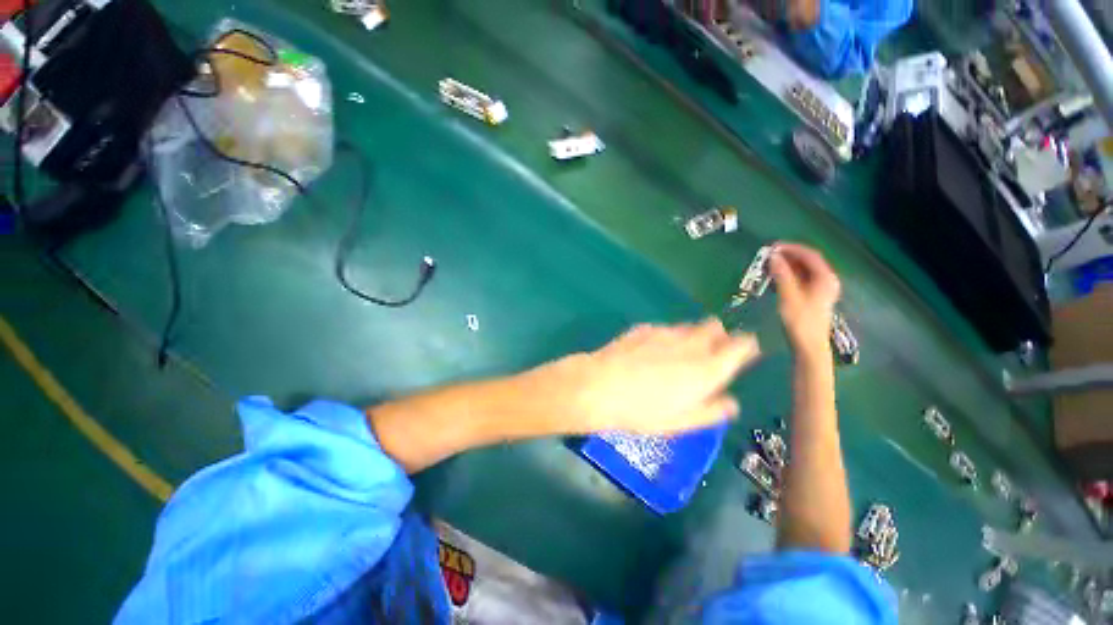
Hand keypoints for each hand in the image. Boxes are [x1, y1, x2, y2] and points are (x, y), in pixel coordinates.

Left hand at [567, 319, 759, 434]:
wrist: (600, 386)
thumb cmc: (642, 411)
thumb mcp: (681, 422)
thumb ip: (711, 411)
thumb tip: (731, 402)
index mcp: (707, 369)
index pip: (742, 345)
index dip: (746, 346)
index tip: (743, 352)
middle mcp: (691, 344)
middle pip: (716, 327)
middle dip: (719, 336)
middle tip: (709, 353)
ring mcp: (666, 332)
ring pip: (690, 326)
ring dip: (692, 336)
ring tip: (678, 354)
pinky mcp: (644, 328)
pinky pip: (664, 328)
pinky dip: (666, 337)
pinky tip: (651, 351)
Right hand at [768, 243, 840, 356]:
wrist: (809, 346)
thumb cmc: (801, 322)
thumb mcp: (789, 297)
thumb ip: (782, 275)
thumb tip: (773, 257)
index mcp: (825, 278)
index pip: (810, 255)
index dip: (792, 248)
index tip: (773, 247)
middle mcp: (826, 281)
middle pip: (808, 261)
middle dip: (788, 256)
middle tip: (768, 255)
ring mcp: (820, 289)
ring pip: (804, 271)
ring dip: (787, 266)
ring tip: (769, 265)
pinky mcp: (813, 297)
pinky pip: (801, 279)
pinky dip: (788, 276)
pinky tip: (775, 278)